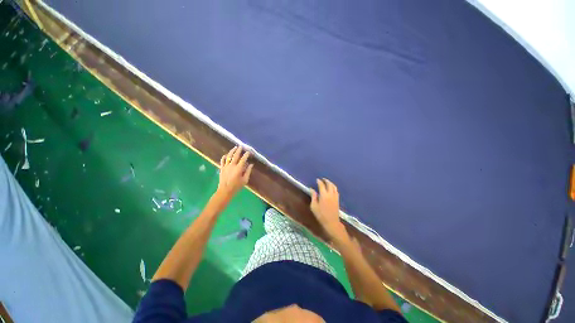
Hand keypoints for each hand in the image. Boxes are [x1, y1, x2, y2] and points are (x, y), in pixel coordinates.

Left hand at [217, 146, 252, 199]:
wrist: (225, 190)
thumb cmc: (236, 186)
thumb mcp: (245, 180)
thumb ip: (248, 171)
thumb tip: (251, 164)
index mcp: (239, 168)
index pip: (243, 159)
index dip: (246, 155)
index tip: (248, 152)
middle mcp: (232, 165)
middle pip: (235, 155)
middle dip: (239, 150)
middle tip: (241, 146)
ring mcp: (226, 166)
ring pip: (229, 156)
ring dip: (232, 151)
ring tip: (235, 147)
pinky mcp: (222, 168)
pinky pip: (222, 160)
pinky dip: (224, 156)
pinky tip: (226, 154)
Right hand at [310, 178, 347, 240]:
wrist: (331, 222)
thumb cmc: (321, 215)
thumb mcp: (314, 206)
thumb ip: (313, 196)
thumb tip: (312, 189)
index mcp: (324, 195)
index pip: (322, 185)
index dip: (319, 182)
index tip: (317, 180)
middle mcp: (330, 194)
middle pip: (329, 184)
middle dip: (326, 181)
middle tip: (323, 179)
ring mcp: (335, 197)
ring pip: (334, 187)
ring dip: (330, 183)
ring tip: (327, 182)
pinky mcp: (337, 200)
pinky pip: (336, 191)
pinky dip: (334, 187)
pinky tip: (331, 188)